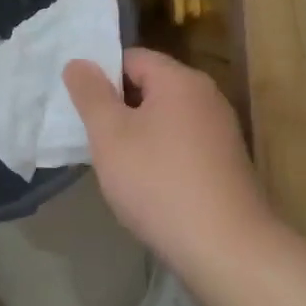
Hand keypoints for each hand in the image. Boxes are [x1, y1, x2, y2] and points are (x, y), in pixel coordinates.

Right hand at [64, 48, 271, 271]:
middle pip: (151, 86)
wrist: (226, 248)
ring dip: (138, 134)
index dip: (102, 76)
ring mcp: (221, 131)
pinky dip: (161, 155)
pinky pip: (183, 144)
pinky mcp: (227, 164)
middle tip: (92, 136)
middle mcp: (206, 96)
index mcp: (180, 80)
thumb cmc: (158, 182)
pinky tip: (148, 186)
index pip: (132, 57)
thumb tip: (79, 62)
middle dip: (119, 107)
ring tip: (115, 164)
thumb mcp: (110, 135)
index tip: (81, 106)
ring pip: (166, 118)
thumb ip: (90, 94)